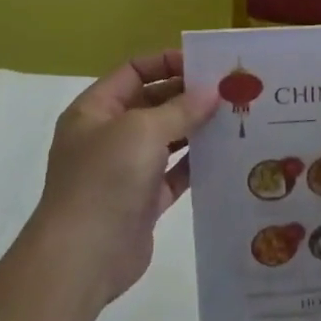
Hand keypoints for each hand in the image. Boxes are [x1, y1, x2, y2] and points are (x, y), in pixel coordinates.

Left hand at [37, 51, 216, 305]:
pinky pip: (176, 173)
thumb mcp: (142, 130)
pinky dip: (198, 162)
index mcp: (95, 110)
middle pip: (153, 102)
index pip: (133, 71)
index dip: (167, 62)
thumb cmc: (105, 179)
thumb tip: (212, 91)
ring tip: (236, 116)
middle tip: (232, 90)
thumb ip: (181, 108)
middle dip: (189, 95)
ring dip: (197, 127)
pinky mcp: (144, 201)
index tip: (207, 64)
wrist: (83, 258)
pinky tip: (227, 152)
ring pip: (168, 138)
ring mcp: (126, 169)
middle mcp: (108, 136)